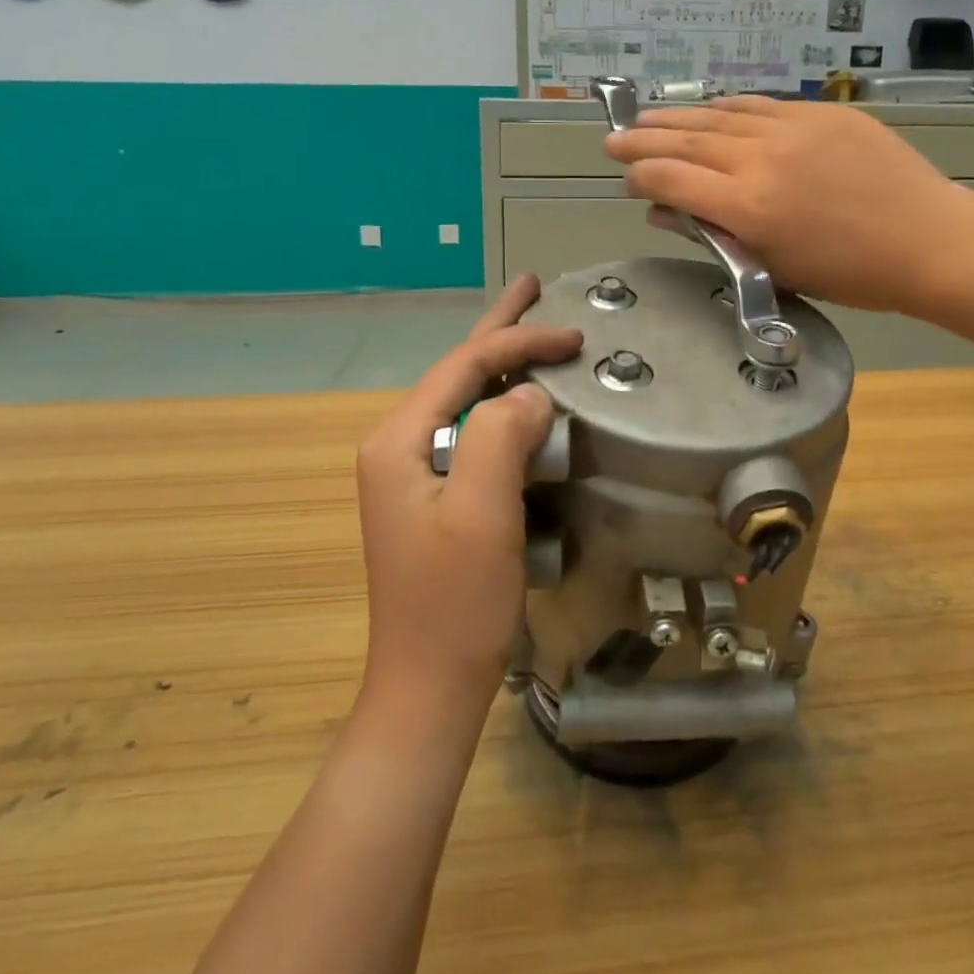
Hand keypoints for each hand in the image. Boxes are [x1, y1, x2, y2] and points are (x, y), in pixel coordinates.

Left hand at [353, 274, 582, 721]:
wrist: (429, 687)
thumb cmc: (455, 603)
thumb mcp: (482, 512)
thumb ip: (503, 435)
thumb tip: (533, 395)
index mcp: (400, 441)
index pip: (464, 366)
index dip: (519, 342)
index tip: (574, 336)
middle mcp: (400, 447)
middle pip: (457, 371)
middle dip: (499, 329)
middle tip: (533, 286)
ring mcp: (415, 474)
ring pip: (467, 401)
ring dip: (503, 365)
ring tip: (532, 329)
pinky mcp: (436, 499)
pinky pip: (475, 435)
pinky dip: (505, 409)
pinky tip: (526, 400)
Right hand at [603, 96, 964, 314]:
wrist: (929, 241)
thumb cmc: (850, 274)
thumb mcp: (775, 268)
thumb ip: (715, 234)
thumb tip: (668, 212)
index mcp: (748, 207)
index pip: (672, 179)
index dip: (640, 176)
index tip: (626, 178)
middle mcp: (762, 159)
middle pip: (687, 141)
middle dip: (644, 139)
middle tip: (613, 136)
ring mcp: (793, 129)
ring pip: (720, 116)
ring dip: (678, 117)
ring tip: (647, 117)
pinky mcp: (822, 113)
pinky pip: (761, 105)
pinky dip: (727, 107)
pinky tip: (709, 107)